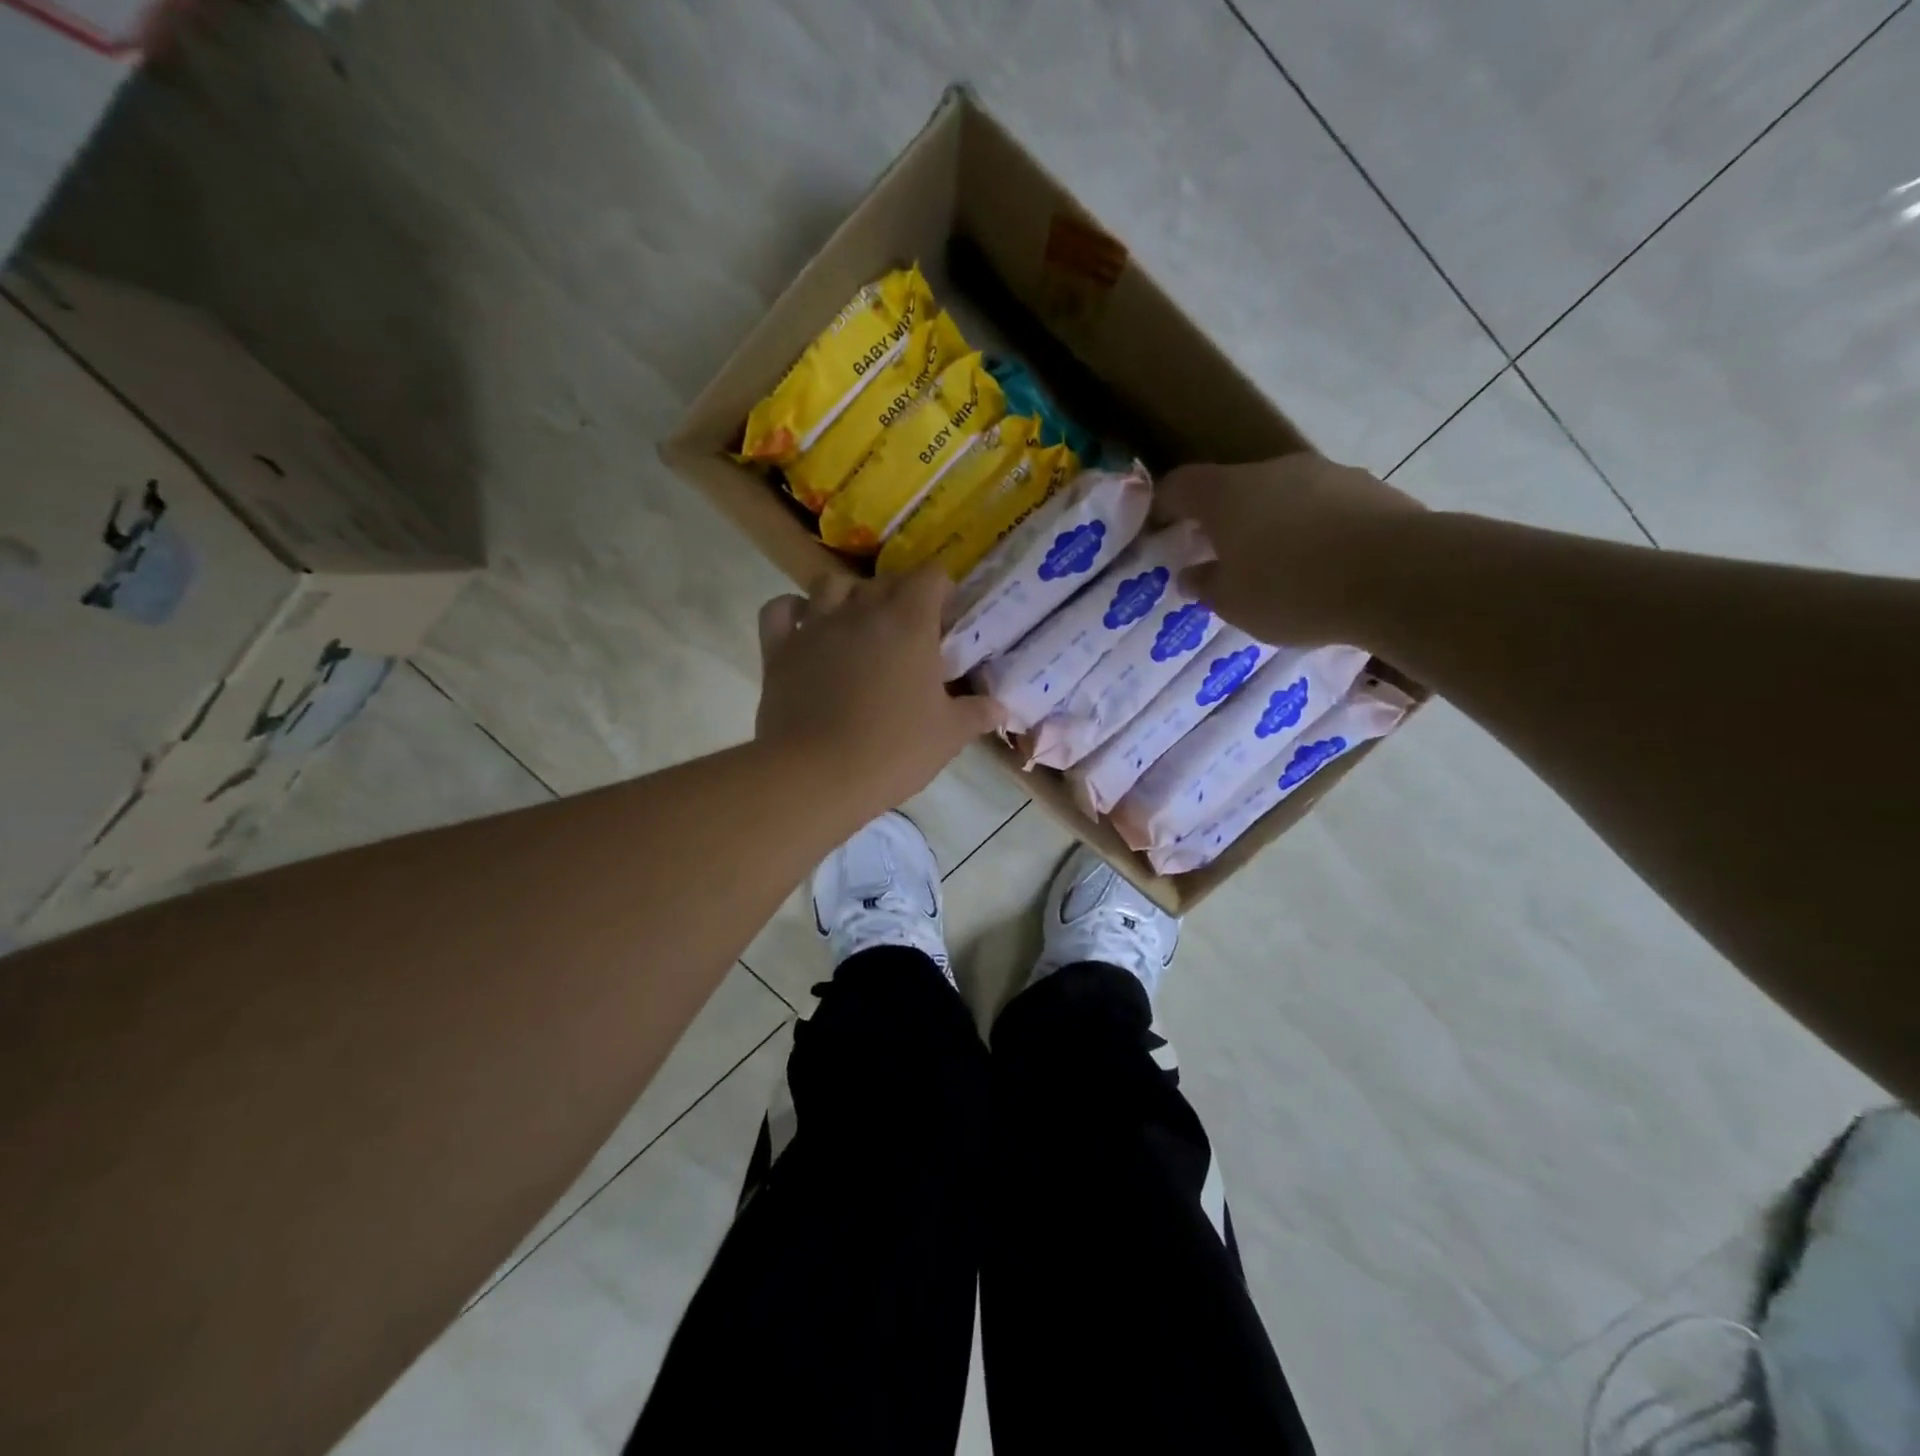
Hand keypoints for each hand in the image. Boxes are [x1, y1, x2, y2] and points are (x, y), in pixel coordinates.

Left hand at [755, 567, 1003, 818]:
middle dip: (900, 595)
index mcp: (908, 623)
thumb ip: (976, 714)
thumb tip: (1000, 706)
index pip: (930, 576)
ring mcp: (814, 626)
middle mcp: (860, 611)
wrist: (817, 776)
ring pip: (830, 584)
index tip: (948, 620)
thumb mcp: (948, 736)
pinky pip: (780, 610)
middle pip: (883, 580)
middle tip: (909, 633)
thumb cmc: (893, 751)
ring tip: (858, 624)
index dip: (942, 591)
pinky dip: (792, 611)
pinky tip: (805, 627)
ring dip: (848, 595)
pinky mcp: (778, 649)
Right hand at [1161, 453, 1424, 645]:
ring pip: (1282, 496)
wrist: (1399, 576)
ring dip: (1271, 524)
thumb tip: (1190, 574)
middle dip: (1222, 521)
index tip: (1159, 530)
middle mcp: (1274, 471)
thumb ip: (1206, 585)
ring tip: (1277, 567)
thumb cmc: (1293, 590)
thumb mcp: (1234, 603)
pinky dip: (1313, 530)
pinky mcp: (1369, 488)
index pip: (1180, 485)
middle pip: (1234, 488)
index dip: (1164, 505)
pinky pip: (1324, 508)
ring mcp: (1326, 474)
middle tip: (1219, 557)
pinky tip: (1323, 567)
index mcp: (1228, 494)